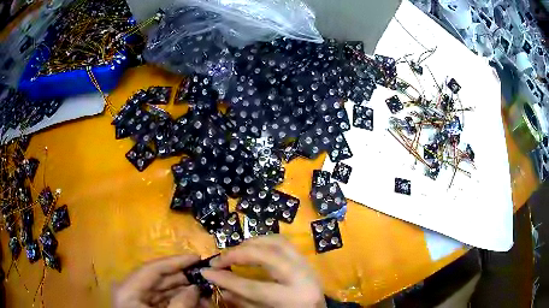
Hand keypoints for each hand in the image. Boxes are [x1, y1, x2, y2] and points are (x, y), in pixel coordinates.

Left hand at [114, 254, 206, 307]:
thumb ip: (182, 303)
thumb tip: (195, 288)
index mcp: (129, 290)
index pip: (152, 269)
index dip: (175, 261)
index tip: (197, 257)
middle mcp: (131, 291)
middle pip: (158, 279)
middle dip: (183, 279)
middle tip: (205, 276)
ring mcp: (137, 301)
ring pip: (162, 291)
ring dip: (184, 291)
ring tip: (205, 292)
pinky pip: (163, 301)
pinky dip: (179, 301)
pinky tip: (196, 302)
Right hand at [201, 235, 326, 307]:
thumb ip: (241, 300)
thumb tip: (217, 283)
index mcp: (291, 299)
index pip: (252, 287)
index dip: (225, 279)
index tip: (206, 271)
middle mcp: (302, 277)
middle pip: (266, 255)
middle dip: (237, 254)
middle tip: (219, 260)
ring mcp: (306, 264)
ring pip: (276, 241)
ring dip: (250, 244)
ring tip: (233, 252)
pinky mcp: (305, 258)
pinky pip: (282, 241)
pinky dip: (262, 241)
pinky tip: (251, 248)